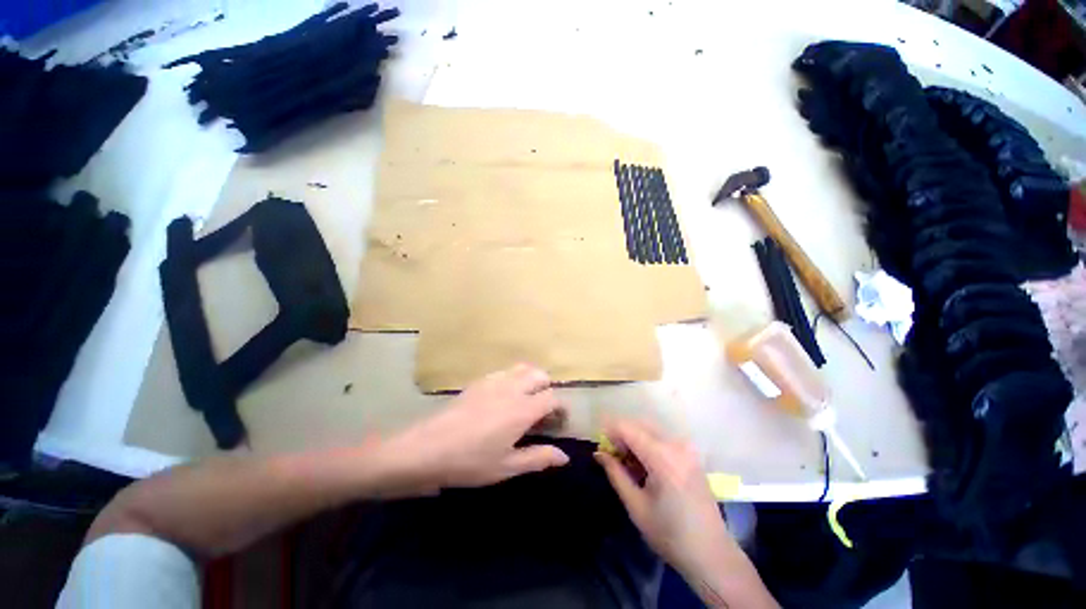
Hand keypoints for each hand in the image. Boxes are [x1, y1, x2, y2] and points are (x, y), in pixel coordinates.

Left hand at [380, 364, 569, 494]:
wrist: (427, 449)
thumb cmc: (470, 462)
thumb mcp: (507, 466)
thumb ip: (539, 458)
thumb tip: (565, 457)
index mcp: (523, 409)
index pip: (552, 397)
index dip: (561, 408)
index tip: (559, 422)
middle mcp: (512, 388)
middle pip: (540, 375)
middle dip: (547, 389)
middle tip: (542, 410)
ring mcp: (494, 381)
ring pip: (523, 368)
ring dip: (531, 379)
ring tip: (526, 399)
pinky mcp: (479, 381)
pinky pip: (505, 371)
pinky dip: (514, 378)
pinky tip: (504, 397)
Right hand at [595, 420, 736, 578]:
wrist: (712, 554)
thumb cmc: (670, 535)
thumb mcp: (636, 506)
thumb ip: (615, 474)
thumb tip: (598, 453)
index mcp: (662, 457)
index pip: (628, 428)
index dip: (609, 432)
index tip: (600, 446)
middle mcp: (676, 445)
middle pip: (639, 425)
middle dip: (621, 435)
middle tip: (612, 457)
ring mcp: (686, 448)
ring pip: (651, 430)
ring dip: (634, 439)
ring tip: (627, 463)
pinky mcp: (691, 455)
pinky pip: (663, 438)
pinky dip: (648, 444)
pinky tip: (644, 465)